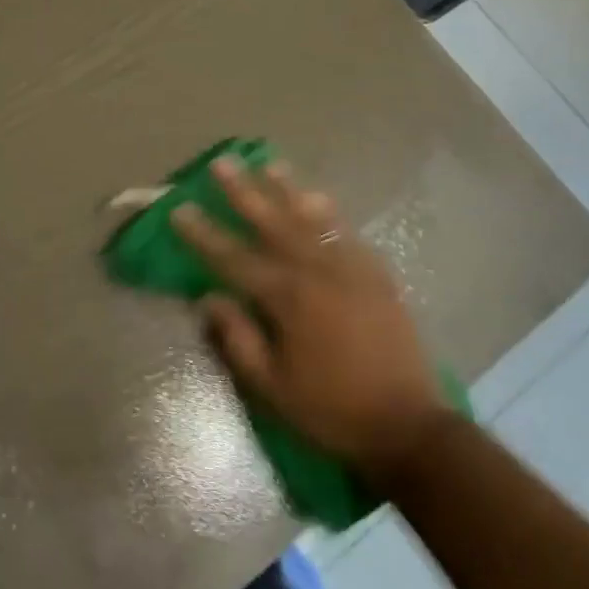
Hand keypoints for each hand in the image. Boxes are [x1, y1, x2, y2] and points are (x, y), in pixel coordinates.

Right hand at [172, 156, 447, 483]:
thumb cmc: (331, 410)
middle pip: (272, 222)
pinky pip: (346, 233)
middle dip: (244, 191)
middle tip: (222, 163)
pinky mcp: (377, 274)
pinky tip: (317, 199)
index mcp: (287, 298)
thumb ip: (238, 338)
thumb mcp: (272, 386)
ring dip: (288, 189)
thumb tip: (209, 298)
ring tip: (269, 164)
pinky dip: (328, 213)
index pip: (233, 258)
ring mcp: (351, 268)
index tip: (180, 209)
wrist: (408, 425)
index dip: (203, 234)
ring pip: (312, 218)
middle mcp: (317, 271)